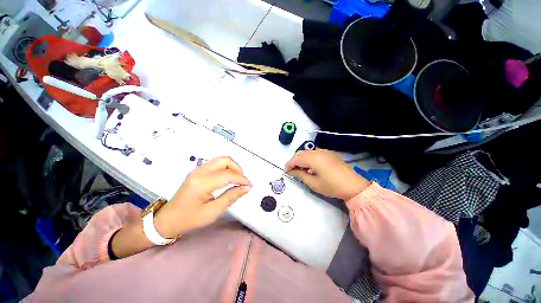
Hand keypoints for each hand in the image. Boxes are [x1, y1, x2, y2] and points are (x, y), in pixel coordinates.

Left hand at [154, 156, 251, 237]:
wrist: (169, 219)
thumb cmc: (190, 219)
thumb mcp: (213, 212)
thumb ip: (231, 197)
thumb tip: (246, 187)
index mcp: (202, 183)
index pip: (228, 174)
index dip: (242, 179)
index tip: (249, 186)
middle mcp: (200, 171)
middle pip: (225, 160)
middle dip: (238, 169)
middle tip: (242, 181)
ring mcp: (198, 169)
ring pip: (221, 159)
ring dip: (232, 167)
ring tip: (237, 179)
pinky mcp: (198, 171)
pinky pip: (216, 163)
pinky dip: (226, 167)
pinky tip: (228, 177)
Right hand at [285, 150, 369, 200]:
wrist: (354, 186)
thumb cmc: (332, 186)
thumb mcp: (313, 183)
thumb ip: (300, 175)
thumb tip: (291, 171)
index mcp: (313, 158)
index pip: (296, 159)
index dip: (289, 165)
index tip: (285, 172)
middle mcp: (318, 151)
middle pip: (300, 153)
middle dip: (294, 161)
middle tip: (291, 171)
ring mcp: (325, 151)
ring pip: (307, 152)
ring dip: (301, 159)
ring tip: (300, 169)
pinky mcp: (329, 153)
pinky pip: (314, 153)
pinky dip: (308, 158)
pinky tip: (310, 167)